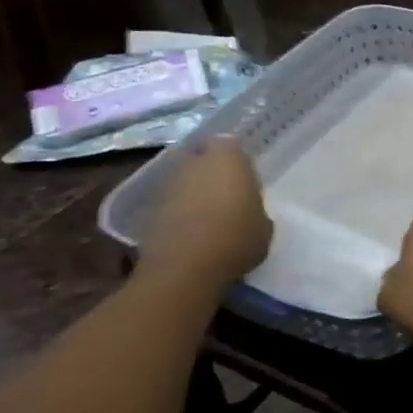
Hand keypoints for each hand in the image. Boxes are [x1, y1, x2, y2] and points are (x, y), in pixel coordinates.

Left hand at [138, 138, 271, 289]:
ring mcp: (167, 185)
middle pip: (201, 159)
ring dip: (194, 193)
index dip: (235, 158)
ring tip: (209, 216)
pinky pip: (171, 204)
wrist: (185, 269)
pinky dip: (179, 213)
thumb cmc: (236, 239)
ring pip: (184, 180)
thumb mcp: (264, 227)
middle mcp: (194, 163)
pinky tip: (192, 233)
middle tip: (227, 194)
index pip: (230, 144)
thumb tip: (247, 213)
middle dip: (211, 172)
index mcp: (228, 158)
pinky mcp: (149, 209)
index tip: (244, 176)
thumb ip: (255, 210)